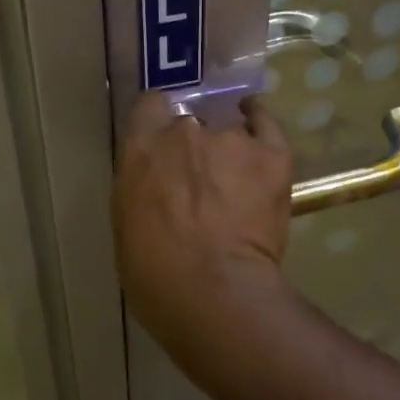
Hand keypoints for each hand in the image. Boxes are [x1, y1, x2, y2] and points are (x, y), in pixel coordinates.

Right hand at [113, 94, 293, 349]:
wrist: (214, 291)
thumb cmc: (155, 273)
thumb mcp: (127, 225)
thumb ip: (141, 190)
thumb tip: (156, 185)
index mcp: (142, 149)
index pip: (149, 108)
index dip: (156, 125)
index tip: (161, 146)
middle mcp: (184, 131)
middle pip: (189, 123)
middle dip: (191, 147)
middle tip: (198, 181)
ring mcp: (231, 139)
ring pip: (228, 132)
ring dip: (227, 152)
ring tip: (235, 182)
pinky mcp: (271, 155)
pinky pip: (266, 125)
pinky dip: (260, 126)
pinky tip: (258, 129)